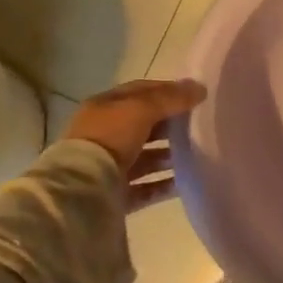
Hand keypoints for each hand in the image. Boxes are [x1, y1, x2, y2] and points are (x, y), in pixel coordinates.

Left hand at [64, 79, 207, 213]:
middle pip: (144, 126)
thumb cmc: (110, 138)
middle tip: (199, 125)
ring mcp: (109, 166)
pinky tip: (184, 182)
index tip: (194, 95)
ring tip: (196, 154)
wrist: (82, 190)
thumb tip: (200, 88)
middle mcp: (104, 135)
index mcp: (104, 108)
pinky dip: (164, 184)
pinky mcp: (116, 194)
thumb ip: (171, 98)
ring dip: (169, 156)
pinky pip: (146, 187)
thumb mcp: (142, 108)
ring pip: (146, 158)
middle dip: (170, 125)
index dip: (167, 90)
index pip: (140, 92)